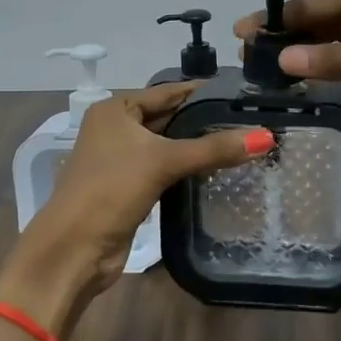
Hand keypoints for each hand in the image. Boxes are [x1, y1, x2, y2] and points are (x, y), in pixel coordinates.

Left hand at [8, 82, 272, 333]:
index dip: (203, 92)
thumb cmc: (111, 190)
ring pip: (167, 145)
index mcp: (115, 110)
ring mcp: (121, 159)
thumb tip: (266, 137)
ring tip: (242, 141)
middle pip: (168, 118)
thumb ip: (213, 148)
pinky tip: (217, 169)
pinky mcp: (130, 187)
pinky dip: (187, 168)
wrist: (74, 248)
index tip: (242, 92)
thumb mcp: (163, 162)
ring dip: (197, 146)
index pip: (168, 92)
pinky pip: (165, 169)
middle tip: (249, 119)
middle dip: (203, 121)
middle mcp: (116, 129)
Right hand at [232, 0, 340, 146]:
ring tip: (259, 74)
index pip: (314, 4)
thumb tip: (281, 59)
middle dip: (283, 39)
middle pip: (316, 24)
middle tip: (244, 60)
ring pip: (325, 47)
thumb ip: (333, 58)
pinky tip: (292, 84)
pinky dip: (317, 73)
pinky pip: (339, 67)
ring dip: (298, 58)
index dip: (277, 18)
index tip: (240, 32)